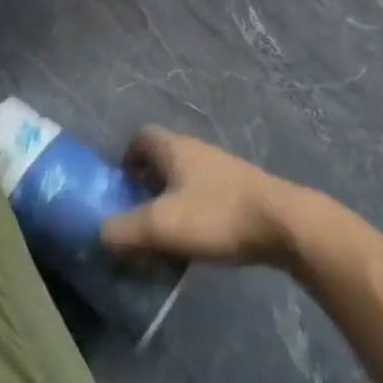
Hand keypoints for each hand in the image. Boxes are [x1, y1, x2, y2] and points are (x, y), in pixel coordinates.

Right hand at [99, 128, 305, 267]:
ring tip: (160, 239)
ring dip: (168, 205)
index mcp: (175, 149)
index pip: (141, 137)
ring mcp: (221, 171)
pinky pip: (203, 198)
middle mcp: (197, 152)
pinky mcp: (239, 193)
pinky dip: (191, 216)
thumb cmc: (216, 216)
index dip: (124, 159)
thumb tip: (99, 234)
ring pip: (183, 181)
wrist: (282, 224)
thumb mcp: (160, 226)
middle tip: (134, 220)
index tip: (118, 190)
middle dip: (144, 187)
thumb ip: (122, 230)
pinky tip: (192, 245)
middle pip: (161, 160)